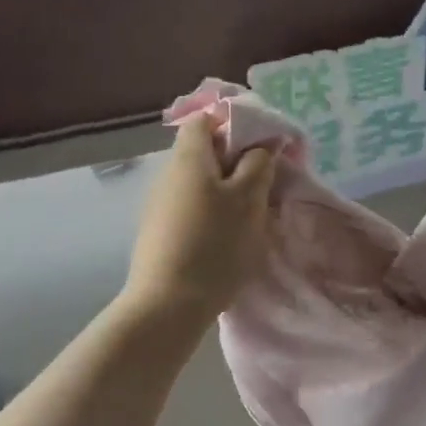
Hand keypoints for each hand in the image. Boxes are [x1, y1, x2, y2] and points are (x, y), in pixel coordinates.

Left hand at [124, 117, 273, 320]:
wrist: (167, 306)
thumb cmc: (214, 243)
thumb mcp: (248, 199)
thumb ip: (257, 163)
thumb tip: (260, 144)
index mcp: (188, 157)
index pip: (205, 119)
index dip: (234, 123)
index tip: (262, 144)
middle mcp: (168, 174)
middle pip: (204, 151)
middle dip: (236, 161)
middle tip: (265, 181)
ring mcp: (159, 205)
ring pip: (200, 182)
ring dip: (227, 190)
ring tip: (253, 213)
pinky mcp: (159, 232)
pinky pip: (192, 207)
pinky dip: (213, 212)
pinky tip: (229, 236)